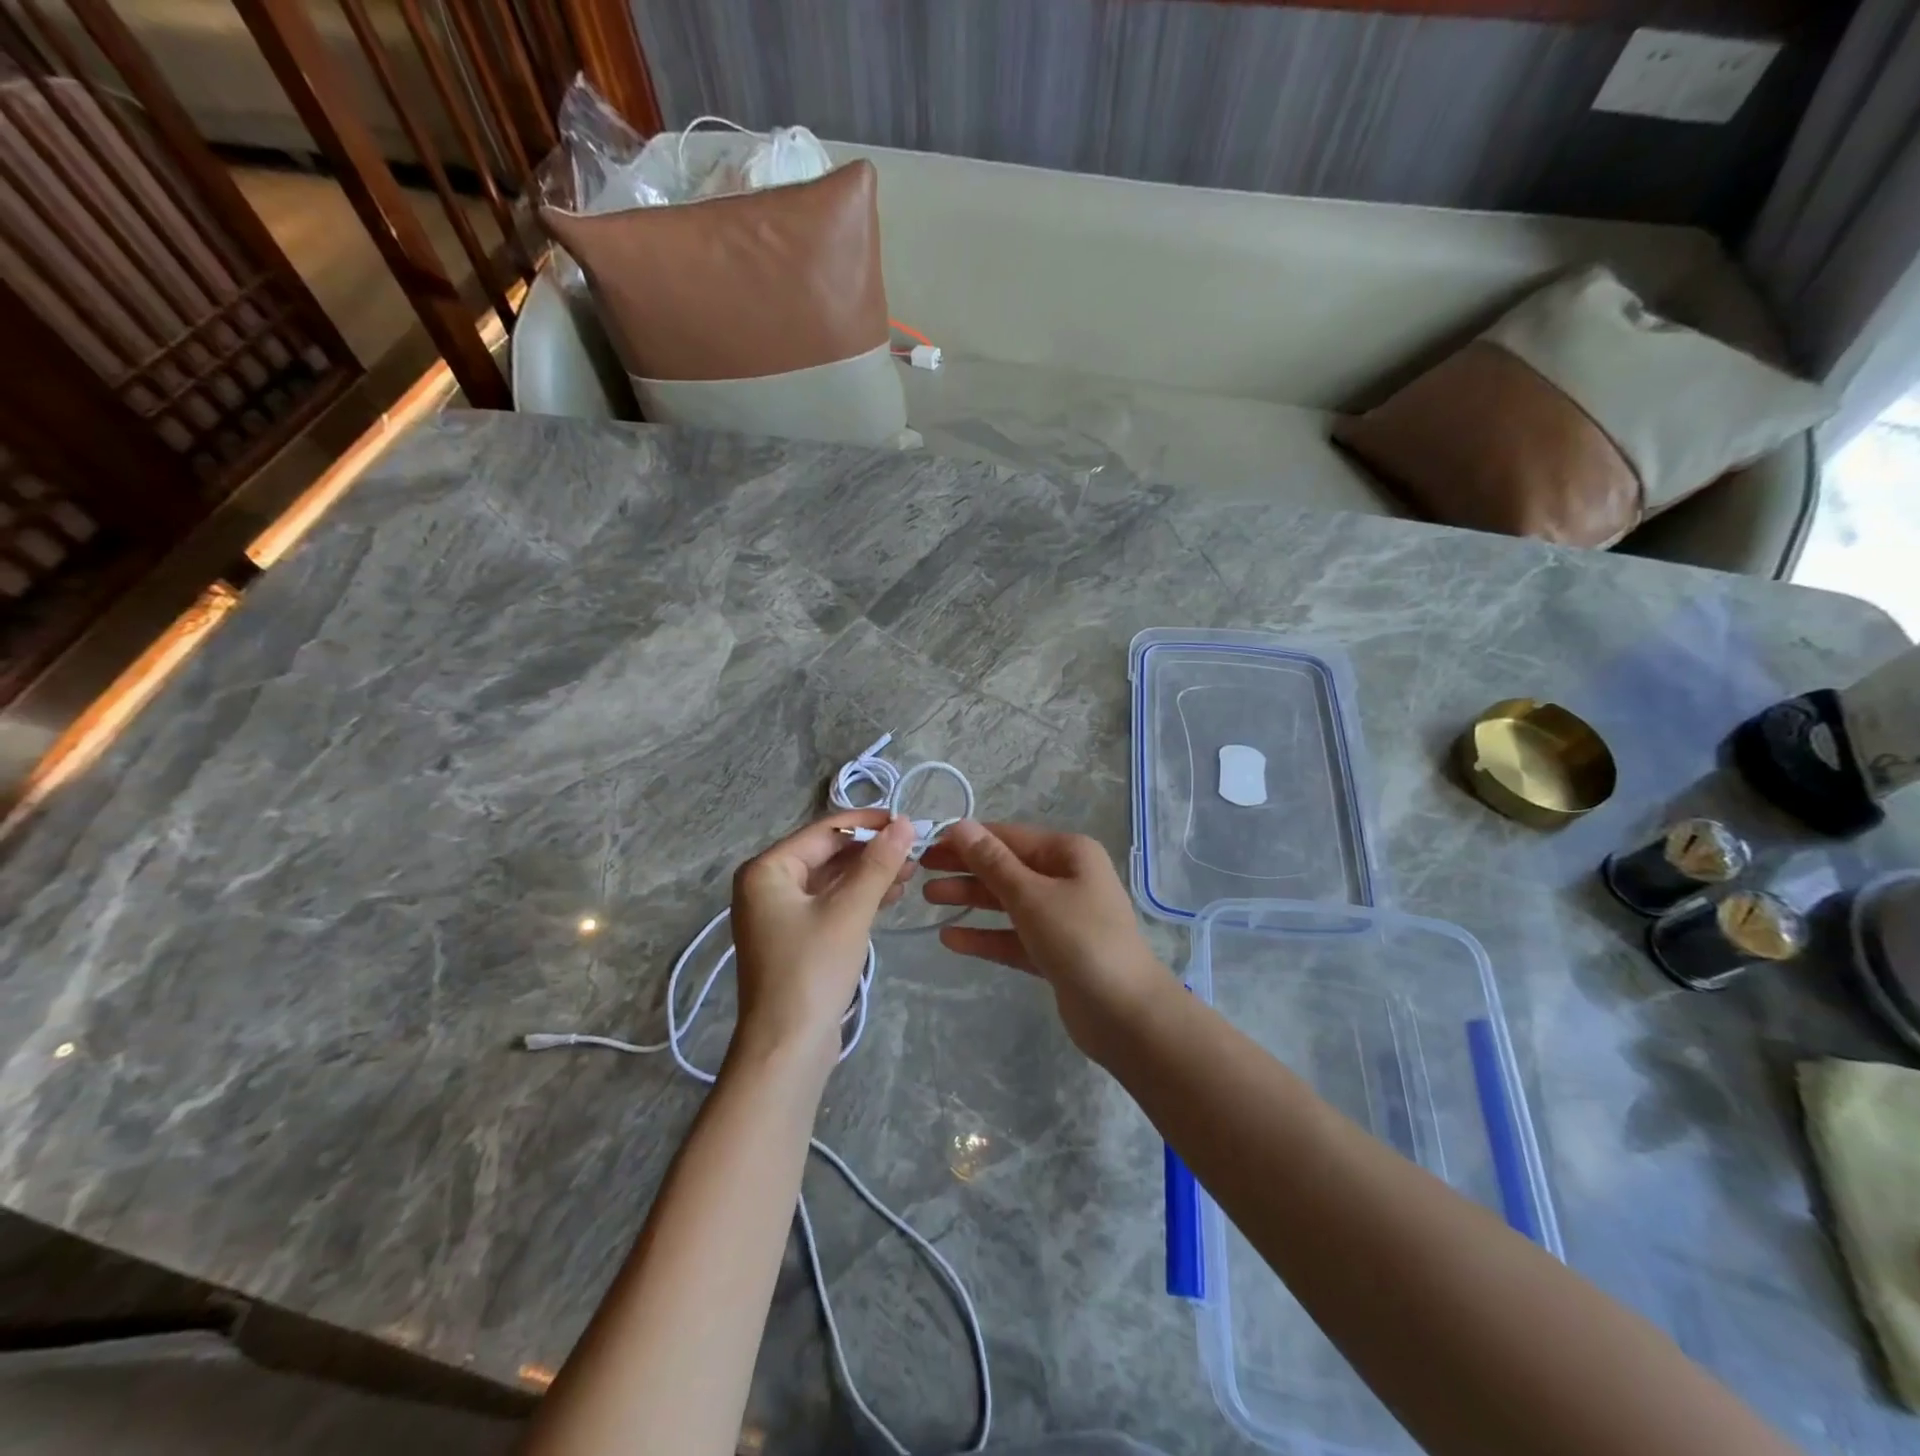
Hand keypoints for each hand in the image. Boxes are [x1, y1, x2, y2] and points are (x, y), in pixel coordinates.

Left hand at [729, 810, 917, 1069]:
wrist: (787, 1049)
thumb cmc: (812, 971)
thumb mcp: (850, 911)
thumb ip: (878, 864)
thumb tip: (906, 823)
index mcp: (767, 870)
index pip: (824, 832)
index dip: (868, 824)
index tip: (909, 820)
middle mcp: (767, 885)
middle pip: (827, 854)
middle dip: (871, 851)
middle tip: (915, 851)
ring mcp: (779, 913)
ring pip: (831, 880)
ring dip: (869, 874)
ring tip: (910, 872)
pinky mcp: (794, 938)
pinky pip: (829, 903)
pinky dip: (858, 897)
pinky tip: (890, 896)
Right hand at [921, 821, 1170, 1058]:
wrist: (1126, 1015)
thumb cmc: (1080, 940)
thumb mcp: (1031, 896)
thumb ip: (992, 862)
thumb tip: (960, 825)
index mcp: (1068, 853)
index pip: (1008, 836)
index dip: (967, 838)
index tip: (926, 842)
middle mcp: (1066, 878)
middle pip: (1006, 867)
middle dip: (965, 868)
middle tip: (919, 870)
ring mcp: (1062, 917)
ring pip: (1007, 901)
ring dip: (970, 899)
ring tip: (928, 898)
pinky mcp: (1055, 952)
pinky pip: (1013, 936)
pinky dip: (985, 935)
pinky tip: (950, 938)